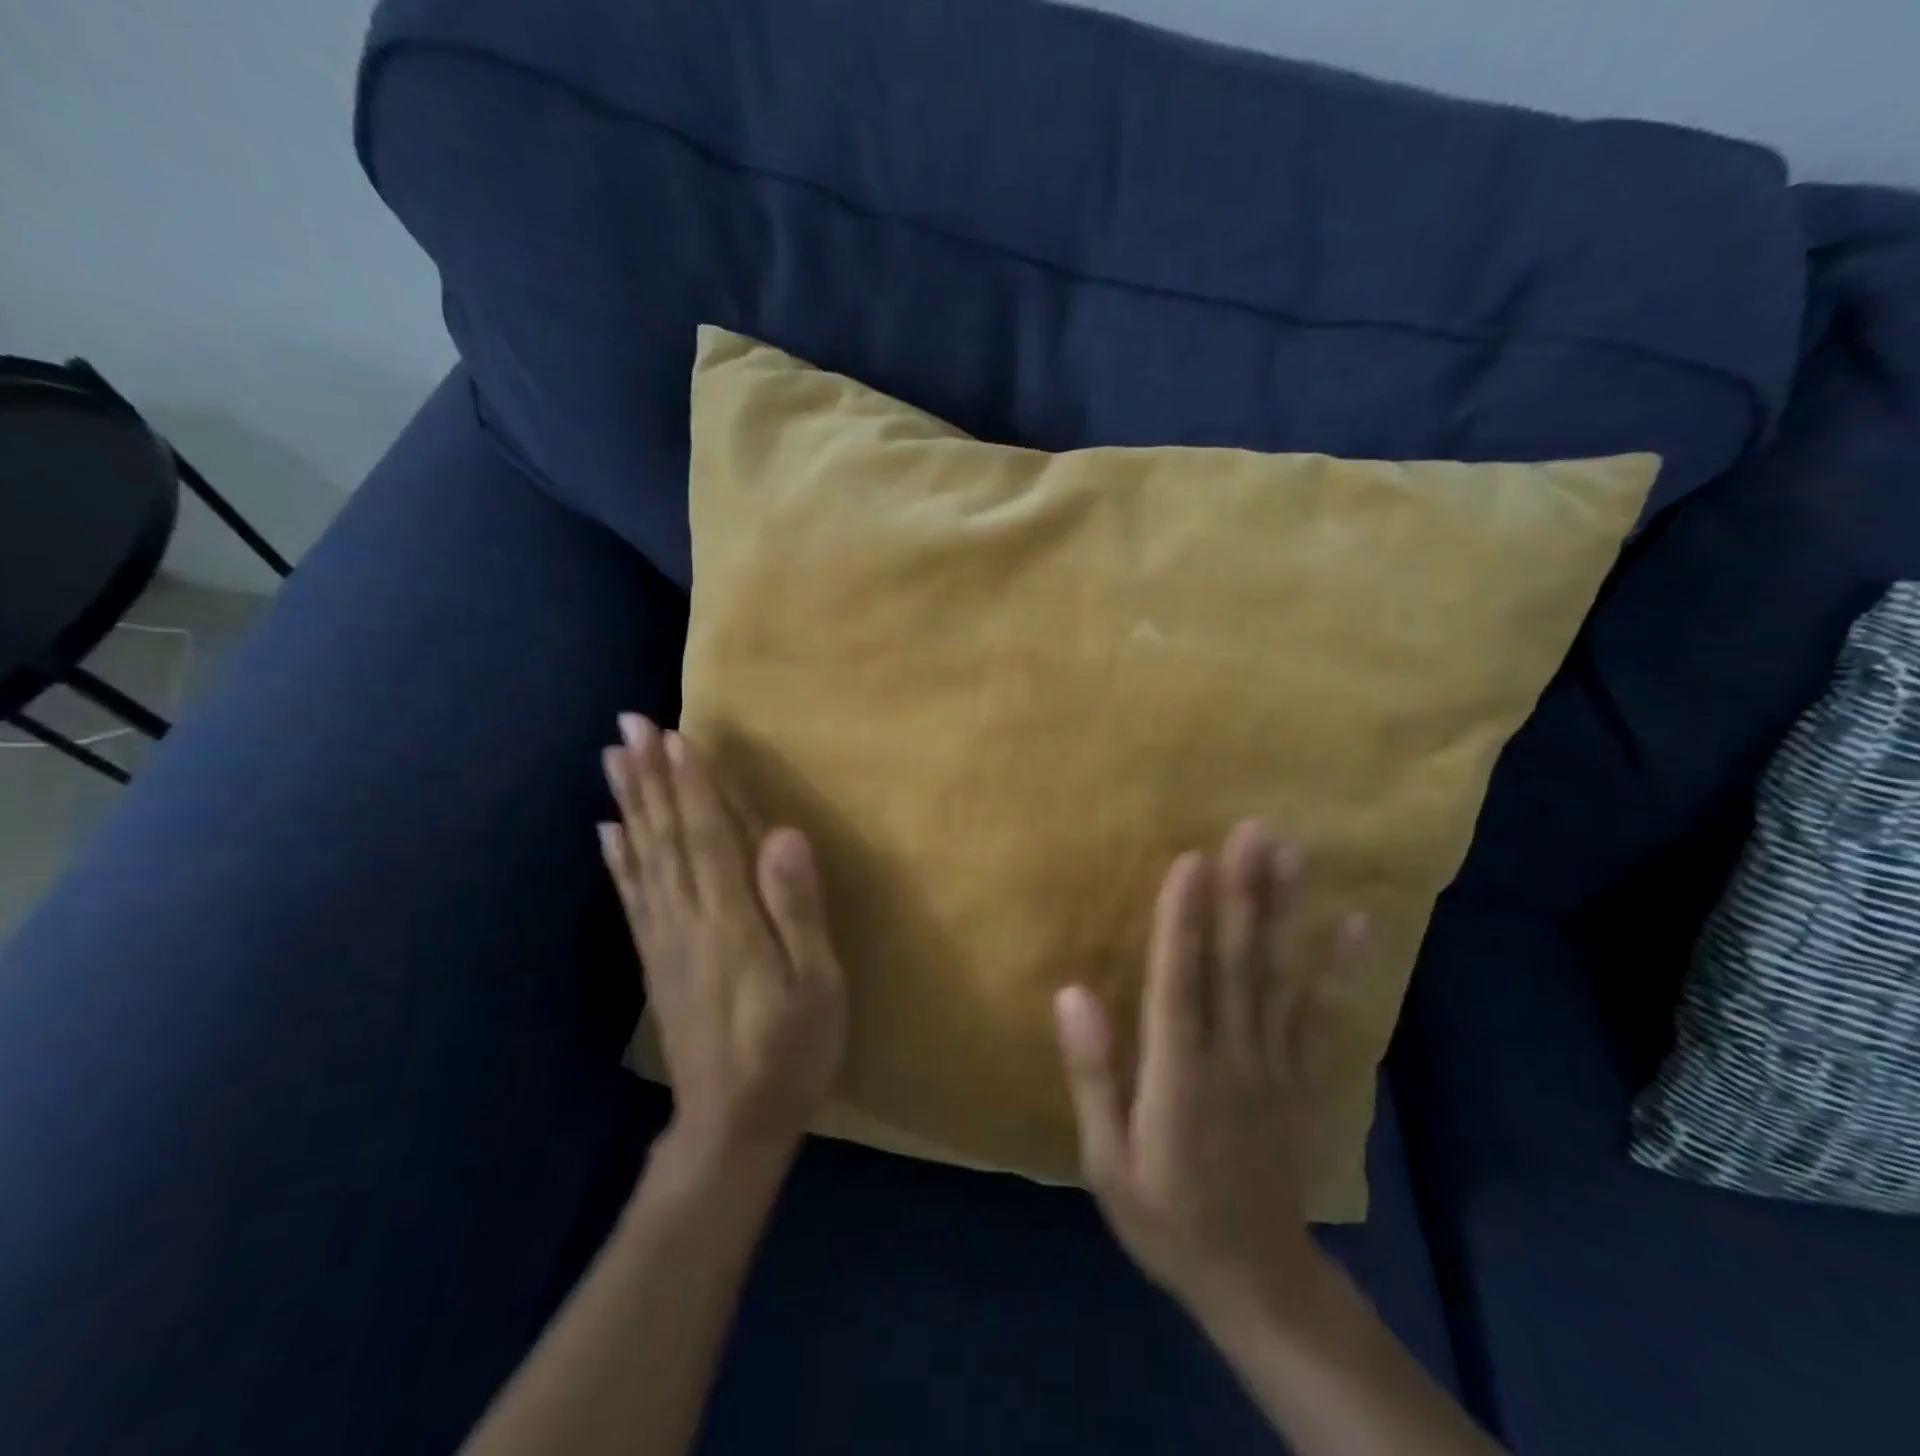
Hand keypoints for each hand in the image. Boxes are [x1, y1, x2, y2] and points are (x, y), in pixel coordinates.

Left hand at [601, 715, 847, 1163]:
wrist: (732, 1125)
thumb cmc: (791, 1051)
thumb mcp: (816, 984)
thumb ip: (798, 909)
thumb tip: (784, 836)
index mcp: (731, 920)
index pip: (707, 835)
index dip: (691, 783)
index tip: (674, 734)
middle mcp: (688, 919)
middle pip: (664, 836)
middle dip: (648, 777)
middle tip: (628, 725)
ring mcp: (666, 940)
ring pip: (642, 858)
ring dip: (629, 805)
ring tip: (612, 760)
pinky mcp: (657, 962)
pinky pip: (633, 898)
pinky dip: (619, 860)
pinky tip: (607, 832)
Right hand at [1054, 820, 1365, 1325]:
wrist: (1258, 1280)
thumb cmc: (1166, 1216)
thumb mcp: (1108, 1161)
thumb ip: (1093, 1075)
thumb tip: (1072, 993)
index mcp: (1178, 1075)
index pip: (1179, 983)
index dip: (1182, 921)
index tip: (1191, 861)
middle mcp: (1232, 1057)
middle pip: (1238, 964)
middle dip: (1244, 893)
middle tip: (1254, 830)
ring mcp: (1275, 1064)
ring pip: (1279, 977)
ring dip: (1286, 911)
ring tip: (1293, 854)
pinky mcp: (1301, 1077)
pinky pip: (1321, 1015)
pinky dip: (1338, 969)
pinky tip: (1356, 926)